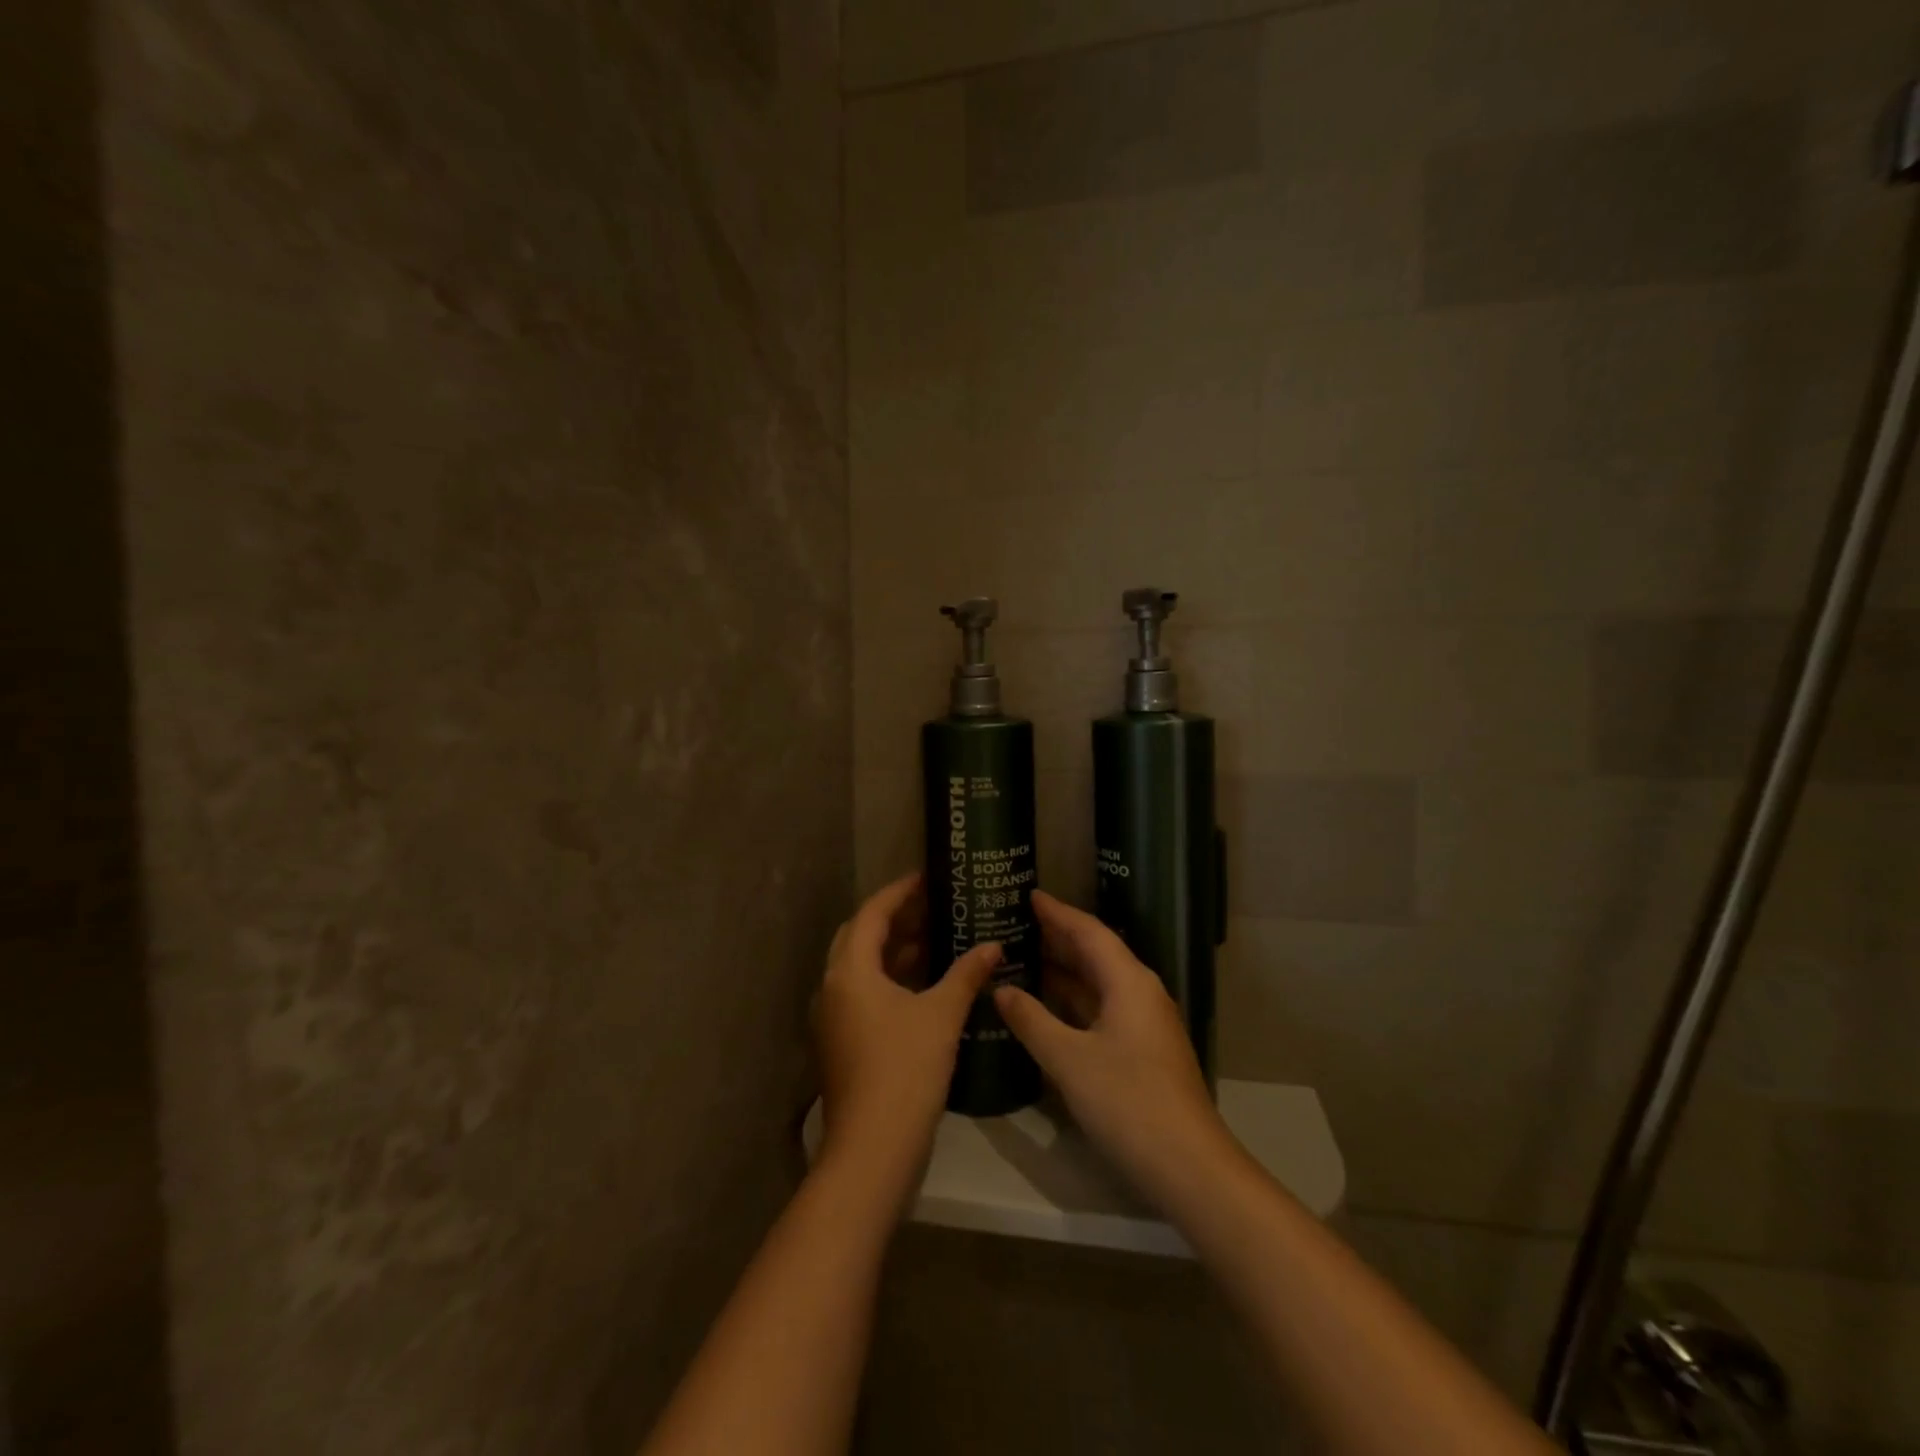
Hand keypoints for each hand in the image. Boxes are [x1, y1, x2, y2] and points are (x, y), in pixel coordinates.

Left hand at [815, 873, 1000, 1206]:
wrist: (872, 1150)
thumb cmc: (905, 1070)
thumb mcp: (941, 1016)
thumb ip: (966, 974)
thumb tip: (994, 945)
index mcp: (850, 971)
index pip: (872, 913)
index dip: (900, 891)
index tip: (928, 877)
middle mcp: (832, 987)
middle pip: (861, 937)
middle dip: (895, 919)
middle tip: (933, 907)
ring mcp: (832, 1018)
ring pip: (861, 968)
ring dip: (893, 951)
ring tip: (935, 939)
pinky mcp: (841, 1042)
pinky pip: (863, 994)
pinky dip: (890, 980)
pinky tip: (924, 985)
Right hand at [994, 891, 1237, 1208]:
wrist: (1189, 1167)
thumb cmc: (1127, 1101)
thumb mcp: (1069, 1060)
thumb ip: (1031, 1020)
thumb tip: (1001, 990)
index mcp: (1129, 981)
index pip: (1089, 932)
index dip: (1057, 913)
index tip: (1028, 894)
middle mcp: (1140, 992)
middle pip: (1096, 953)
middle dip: (1058, 938)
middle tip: (1017, 923)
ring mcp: (1145, 1023)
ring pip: (1099, 984)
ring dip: (1064, 971)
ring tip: (1023, 959)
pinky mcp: (1143, 1051)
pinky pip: (1103, 1009)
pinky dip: (1074, 1001)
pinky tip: (1048, 1008)